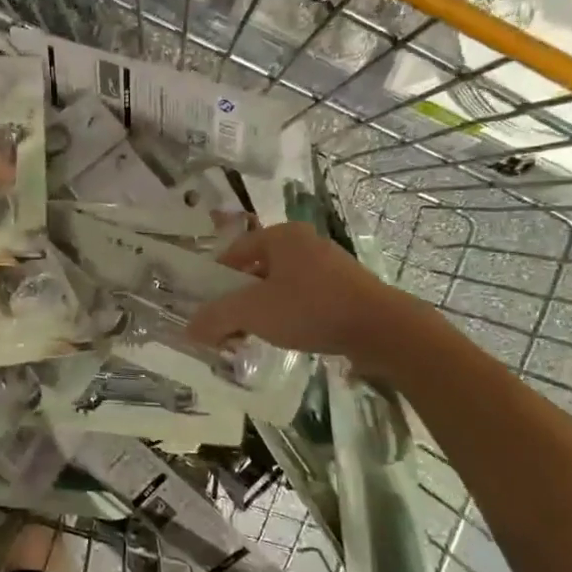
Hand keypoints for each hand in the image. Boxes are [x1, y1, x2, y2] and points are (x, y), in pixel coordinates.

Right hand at [186, 223, 430, 373]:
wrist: (382, 329)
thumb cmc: (310, 308)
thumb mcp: (252, 312)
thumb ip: (216, 318)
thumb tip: (189, 329)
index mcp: (281, 236)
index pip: (233, 252)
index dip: (216, 279)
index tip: (209, 307)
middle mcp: (305, 242)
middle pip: (257, 269)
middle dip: (240, 298)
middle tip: (229, 325)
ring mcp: (330, 264)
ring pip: (282, 285)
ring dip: (264, 308)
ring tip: (257, 334)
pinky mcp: (347, 288)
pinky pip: (306, 297)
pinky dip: (291, 314)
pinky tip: (290, 336)